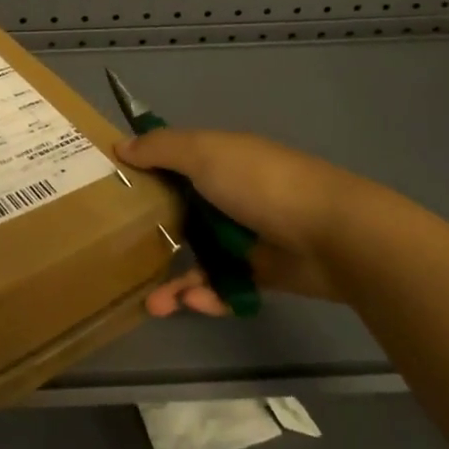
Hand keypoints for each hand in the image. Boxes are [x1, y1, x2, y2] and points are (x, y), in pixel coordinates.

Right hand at [116, 129, 392, 312]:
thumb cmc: (261, 184)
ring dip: (176, 278)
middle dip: (152, 234)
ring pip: (200, 254)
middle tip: (121, 254)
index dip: (143, 173)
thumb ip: (161, 149)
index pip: (172, 161)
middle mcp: (230, 192)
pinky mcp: (263, 271)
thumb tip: (120, 146)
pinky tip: (192, 303)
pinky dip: (209, 294)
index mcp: (218, 158)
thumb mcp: (204, 154)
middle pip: (181, 211)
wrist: (335, 234)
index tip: (112, 190)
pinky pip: (226, 284)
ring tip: (153, 302)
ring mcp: (247, 233)